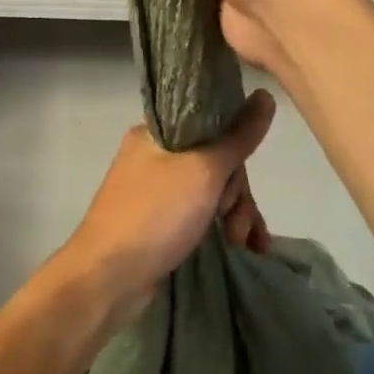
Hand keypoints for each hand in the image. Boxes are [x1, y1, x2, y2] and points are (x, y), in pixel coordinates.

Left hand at [57, 89, 276, 322]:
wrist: (108, 278)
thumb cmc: (154, 214)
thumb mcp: (203, 171)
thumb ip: (237, 137)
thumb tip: (265, 95)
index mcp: (155, 133)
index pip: (209, 124)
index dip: (232, 149)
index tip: (239, 172)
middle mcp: (153, 156)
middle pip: (214, 161)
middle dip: (236, 193)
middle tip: (234, 219)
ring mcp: (156, 191)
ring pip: (211, 191)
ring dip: (235, 214)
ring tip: (243, 242)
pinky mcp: (160, 222)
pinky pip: (201, 215)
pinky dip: (223, 228)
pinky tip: (247, 248)